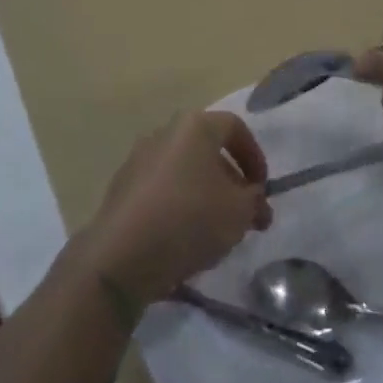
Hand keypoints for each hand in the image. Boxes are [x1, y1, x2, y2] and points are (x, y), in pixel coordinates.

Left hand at [76, 111, 272, 307]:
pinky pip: (162, 190)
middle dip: (232, 181)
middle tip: (245, 216)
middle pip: (208, 150)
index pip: (235, 128)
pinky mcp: (121, 188)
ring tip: (218, 231)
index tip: (262, 190)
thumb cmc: (189, 220)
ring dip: (206, 195)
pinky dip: (179, 205)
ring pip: (185, 171)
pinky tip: (185, 238)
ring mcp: (138, 159)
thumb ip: (254, 200)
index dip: (255, 157)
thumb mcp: (239, 212)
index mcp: (195, 126)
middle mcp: (165, 133)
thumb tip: (253, 198)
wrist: (121, 256)